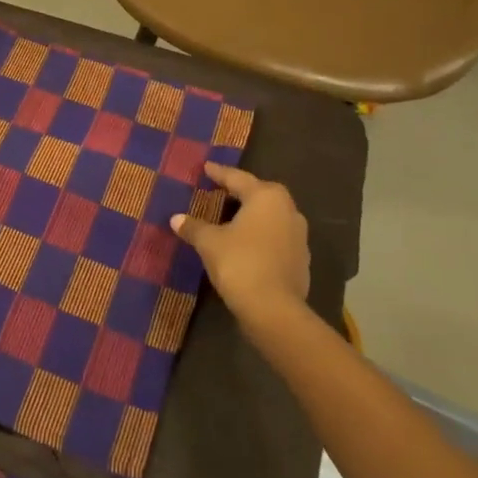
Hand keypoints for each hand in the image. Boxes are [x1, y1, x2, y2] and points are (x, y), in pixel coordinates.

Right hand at [171, 162, 310, 322]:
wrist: (274, 310)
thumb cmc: (240, 263)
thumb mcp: (209, 242)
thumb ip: (194, 227)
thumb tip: (176, 218)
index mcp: (266, 197)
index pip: (238, 178)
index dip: (219, 173)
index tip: (207, 167)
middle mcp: (288, 210)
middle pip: (260, 194)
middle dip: (241, 192)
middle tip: (221, 189)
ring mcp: (299, 236)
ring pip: (271, 217)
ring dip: (253, 216)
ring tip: (233, 218)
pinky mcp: (301, 260)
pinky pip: (276, 238)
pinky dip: (261, 237)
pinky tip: (246, 245)